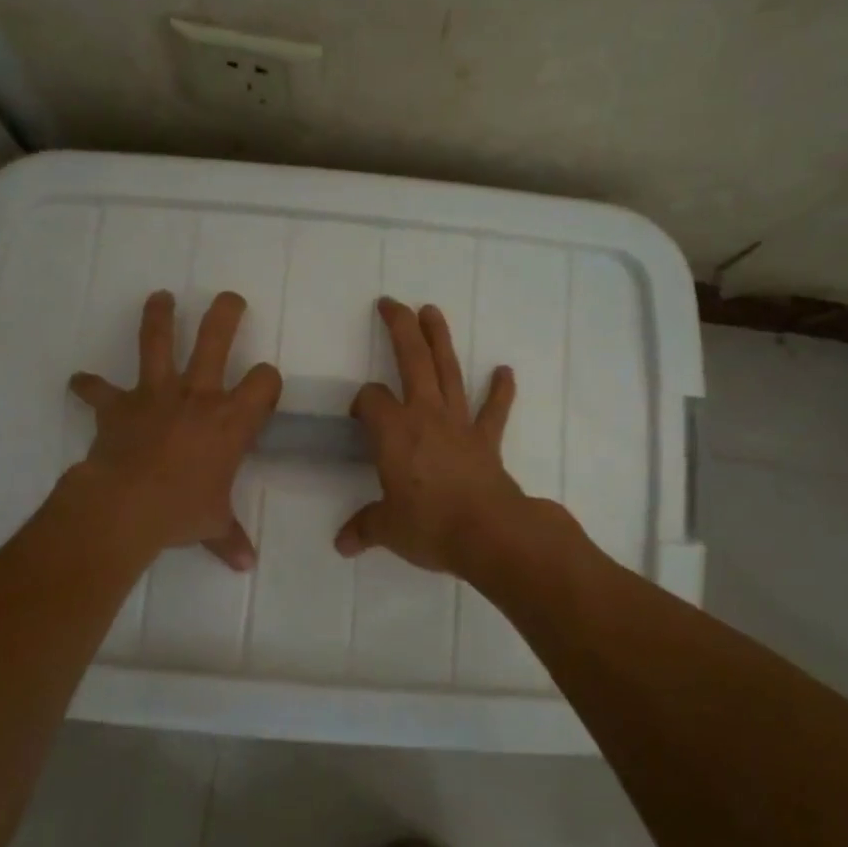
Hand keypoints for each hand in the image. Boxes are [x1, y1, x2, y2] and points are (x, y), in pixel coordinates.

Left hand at [69, 290, 281, 569]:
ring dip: (159, 316)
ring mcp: (156, 394)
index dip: (268, 380)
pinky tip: (79, 381)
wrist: (126, 507)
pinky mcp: (119, 404)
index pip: (264, 381)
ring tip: (160, 297)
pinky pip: (98, 389)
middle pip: (217, 338)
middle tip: (230, 298)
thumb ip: (230, 538)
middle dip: (226, 313)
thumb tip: (246, 565)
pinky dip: (88, 385)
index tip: (264, 385)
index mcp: (231, 420)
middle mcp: (198, 395)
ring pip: (158, 341)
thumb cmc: (181, 511)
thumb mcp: (213, 525)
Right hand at [335, 298, 526, 574]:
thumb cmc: (430, 525)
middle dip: (400, 328)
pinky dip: (500, 390)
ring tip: (432, 310)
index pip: (371, 399)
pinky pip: (494, 410)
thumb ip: (364, 528)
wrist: (489, 532)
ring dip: (440, 340)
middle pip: (411, 361)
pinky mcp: (486, 439)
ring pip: (448, 371)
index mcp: (394, 431)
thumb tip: (342, 544)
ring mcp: (459, 423)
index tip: (358, 417)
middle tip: (391, 302)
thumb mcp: (388, 529)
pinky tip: (504, 370)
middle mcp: (425, 415)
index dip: (361, 401)